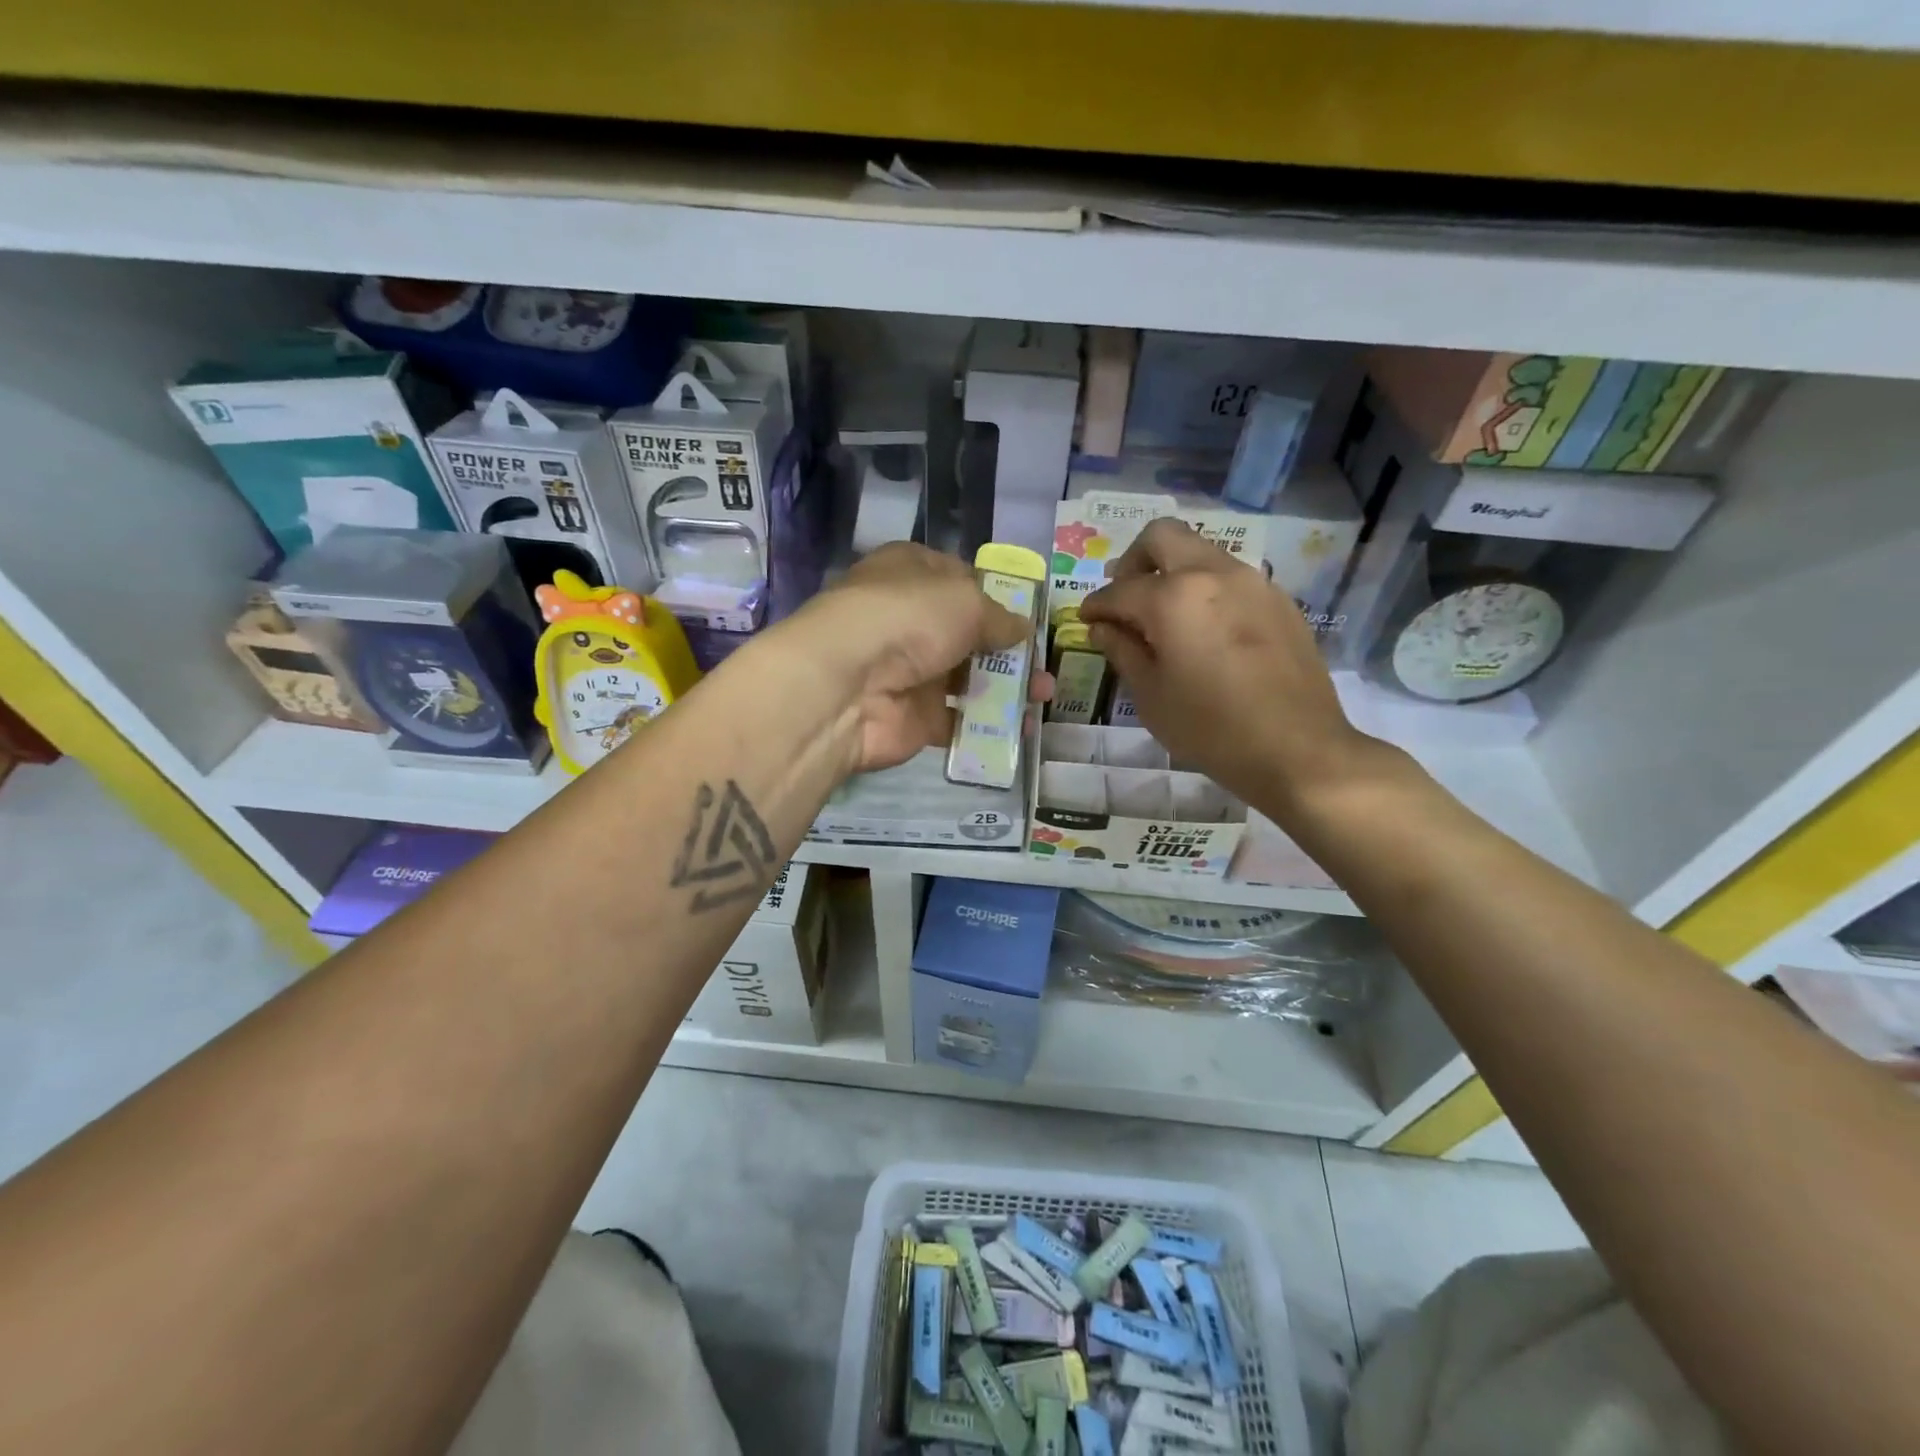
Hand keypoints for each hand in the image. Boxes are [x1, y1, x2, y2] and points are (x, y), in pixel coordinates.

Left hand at [783, 543, 1051, 774]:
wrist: (848, 687)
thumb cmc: (908, 619)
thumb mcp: (966, 601)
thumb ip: (999, 617)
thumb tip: (1022, 629)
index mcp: (911, 572)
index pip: (960, 577)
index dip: (996, 594)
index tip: (1030, 615)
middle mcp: (908, 619)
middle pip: (967, 634)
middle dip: (1009, 650)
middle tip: (1045, 666)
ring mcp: (909, 671)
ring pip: (966, 679)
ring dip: (1006, 688)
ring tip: (1043, 699)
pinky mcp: (913, 717)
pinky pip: (957, 720)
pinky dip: (986, 725)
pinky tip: (1020, 729)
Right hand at [1078, 519, 1373, 806]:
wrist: (1297, 748)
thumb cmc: (1210, 728)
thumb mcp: (1151, 695)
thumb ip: (1122, 650)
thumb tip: (1102, 627)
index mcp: (1174, 597)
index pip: (1120, 589)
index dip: (1096, 605)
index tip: (1087, 620)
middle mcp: (1214, 573)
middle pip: (1163, 537)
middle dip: (1133, 561)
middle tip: (1126, 599)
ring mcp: (1253, 582)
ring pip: (1201, 553)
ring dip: (1173, 573)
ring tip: (1165, 618)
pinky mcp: (1279, 600)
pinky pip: (1231, 578)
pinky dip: (1206, 591)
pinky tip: (1206, 633)